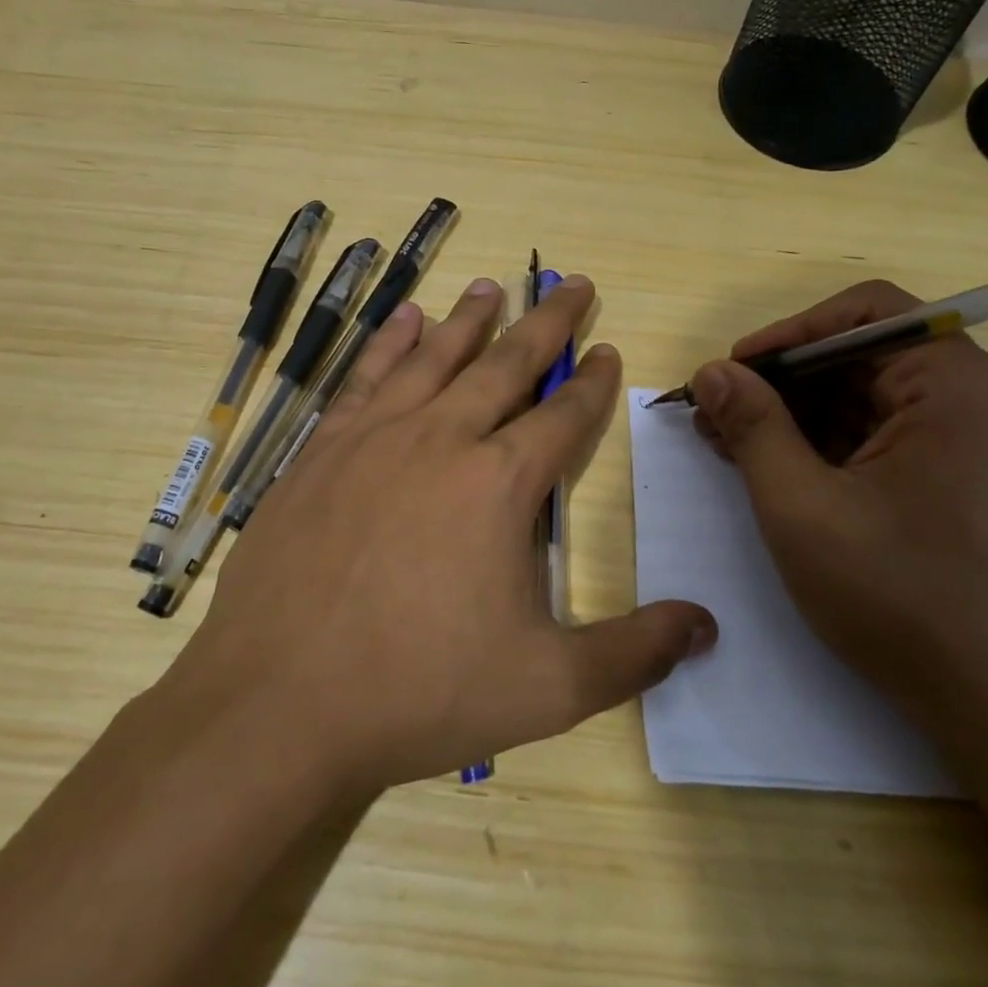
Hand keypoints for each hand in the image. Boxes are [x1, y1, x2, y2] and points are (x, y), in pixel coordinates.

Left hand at [166, 275, 716, 796]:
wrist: (279, 702)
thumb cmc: (418, 692)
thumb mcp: (547, 688)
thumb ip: (633, 653)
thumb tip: (707, 625)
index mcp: (498, 484)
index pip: (562, 416)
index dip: (591, 382)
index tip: (606, 347)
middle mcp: (440, 440)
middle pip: (506, 365)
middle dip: (546, 323)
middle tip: (572, 284)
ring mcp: (374, 439)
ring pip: (434, 358)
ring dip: (470, 320)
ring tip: (493, 287)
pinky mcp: (321, 451)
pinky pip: (366, 377)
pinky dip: (390, 343)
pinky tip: (405, 320)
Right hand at [690, 280, 987, 729]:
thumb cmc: (900, 597)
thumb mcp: (802, 507)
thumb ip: (753, 427)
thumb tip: (712, 372)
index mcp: (957, 387)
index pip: (866, 313)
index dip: (788, 334)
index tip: (733, 372)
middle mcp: (980, 400)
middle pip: (865, 357)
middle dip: (784, 382)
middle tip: (718, 414)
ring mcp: (979, 444)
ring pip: (872, 400)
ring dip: (800, 416)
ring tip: (732, 444)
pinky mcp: (968, 482)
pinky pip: (889, 438)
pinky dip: (832, 446)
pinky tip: (779, 470)